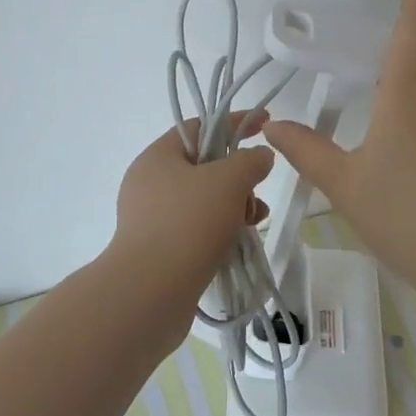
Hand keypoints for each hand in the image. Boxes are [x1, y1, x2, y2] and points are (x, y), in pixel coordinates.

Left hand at [110, 109, 276, 315]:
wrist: (150, 292)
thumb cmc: (189, 223)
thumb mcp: (229, 181)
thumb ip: (250, 160)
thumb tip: (259, 156)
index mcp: (158, 156)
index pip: (201, 127)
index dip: (235, 123)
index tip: (266, 124)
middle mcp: (149, 183)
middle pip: (204, 166)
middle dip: (238, 175)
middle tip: (258, 190)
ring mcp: (152, 218)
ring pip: (204, 200)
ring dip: (234, 205)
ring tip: (254, 220)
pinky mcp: (159, 249)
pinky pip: (197, 228)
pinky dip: (220, 229)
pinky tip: (238, 241)